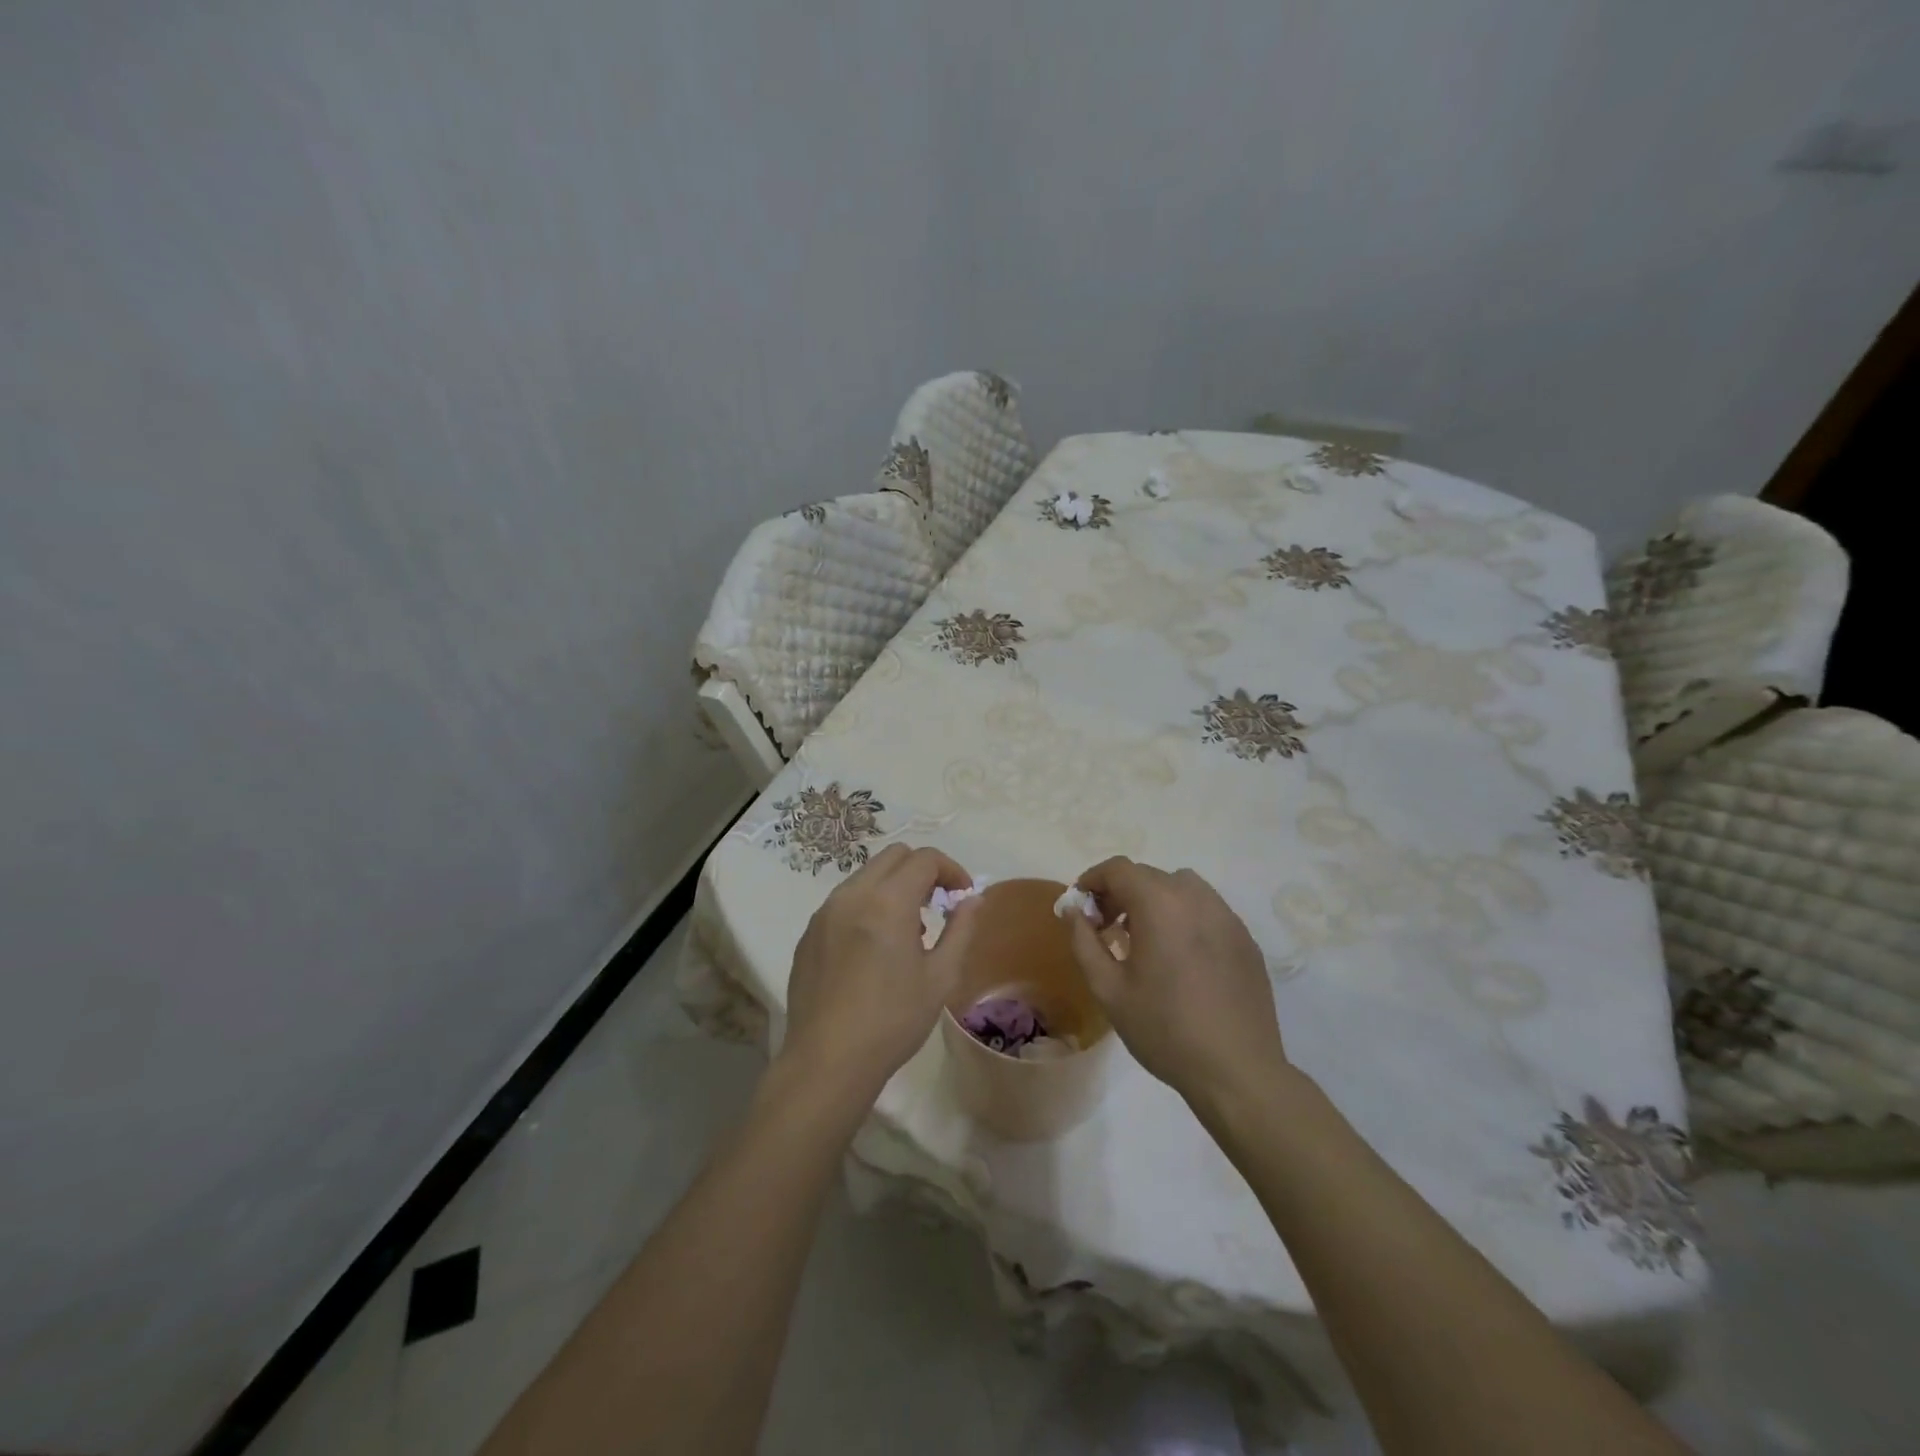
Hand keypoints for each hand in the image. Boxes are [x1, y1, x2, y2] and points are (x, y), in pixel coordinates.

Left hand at [780, 844, 980, 1097]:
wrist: (827, 1061)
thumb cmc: (892, 1021)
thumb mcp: (940, 977)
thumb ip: (960, 929)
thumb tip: (973, 899)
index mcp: (888, 902)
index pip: (924, 859)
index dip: (951, 870)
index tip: (962, 895)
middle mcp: (852, 895)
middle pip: (893, 857)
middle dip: (921, 871)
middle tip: (937, 905)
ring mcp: (824, 913)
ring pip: (865, 876)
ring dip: (893, 887)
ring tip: (908, 930)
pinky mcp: (808, 934)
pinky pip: (844, 901)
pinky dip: (867, 906)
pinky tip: (874, 948)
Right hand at [1067, 857, 1286, 1105]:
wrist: (1236, 1071)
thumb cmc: (1164, 1029)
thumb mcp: (1108, 989)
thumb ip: (1084, 942)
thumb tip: (1073, 911)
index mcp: (1160, 905)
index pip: (1118, 869)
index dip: (1092, 880)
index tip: (1080, 906)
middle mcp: (1196, 898)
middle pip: (1149, 875)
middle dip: (1120, 892)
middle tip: (1105, 927)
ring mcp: (1226, 916)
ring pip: (1181, 887)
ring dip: (1154, 899)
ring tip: (1144, 937)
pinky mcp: (1245, 938)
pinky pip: (1206, 909)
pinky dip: (1184, 916)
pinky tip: (1179, 956)